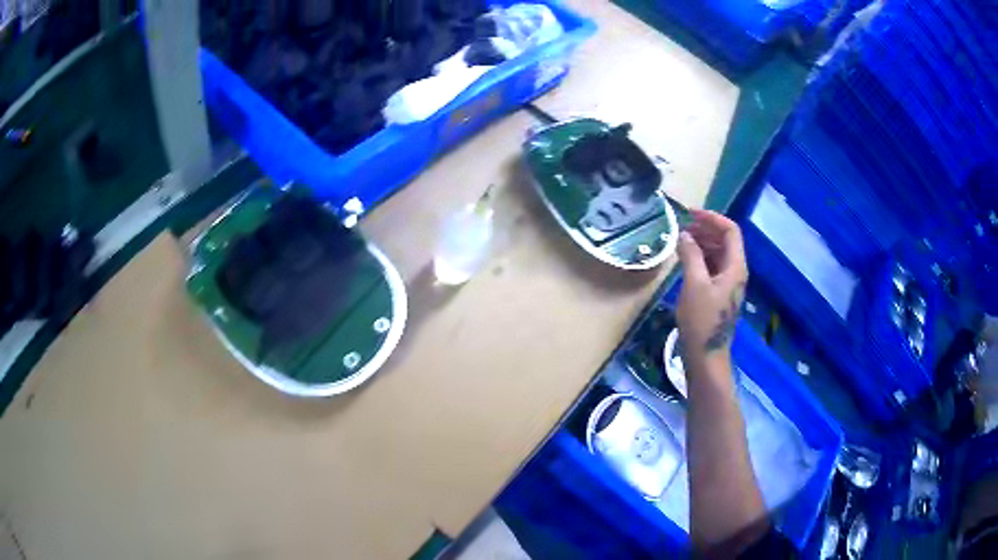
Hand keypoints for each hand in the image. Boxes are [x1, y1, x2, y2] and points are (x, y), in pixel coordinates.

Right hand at [676, 210, 747, 365]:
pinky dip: (701, 257)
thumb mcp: (694, 284)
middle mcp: (736, 271)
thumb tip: (685, 234)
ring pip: (719, 253)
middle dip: (706, 229)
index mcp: (736, 266)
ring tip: (682, 239)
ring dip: (703, 242)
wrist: (706, 354)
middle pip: (726, 240)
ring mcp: (729, 283)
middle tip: (683, 225)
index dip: (712, 218)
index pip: (730, 231)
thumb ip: (691, 255)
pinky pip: (714, 266)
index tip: (691, 213)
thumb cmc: (701, 319)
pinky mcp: (720, 292)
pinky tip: (686, 258)